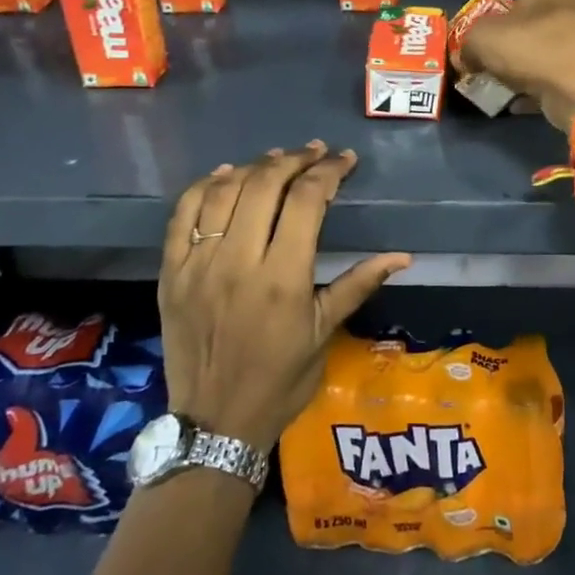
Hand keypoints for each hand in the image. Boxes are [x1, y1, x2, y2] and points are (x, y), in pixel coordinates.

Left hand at [159, 142, 409, 448]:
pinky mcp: (171, 273)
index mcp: (282, 278)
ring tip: (278, 159)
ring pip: (223, 192)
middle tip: (315, 152)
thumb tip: (403, 256)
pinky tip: (227, 175)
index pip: (306, 201)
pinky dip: (206, 187)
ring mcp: (198, 265)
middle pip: (264, 185)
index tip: (345, 160)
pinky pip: (183, 215)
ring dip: (254, 167)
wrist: (215, 422)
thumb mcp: (325, 333)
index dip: (328, 172)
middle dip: (294, 160)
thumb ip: (358, 284)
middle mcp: (238, 262)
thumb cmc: (280, 380)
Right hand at [458, 0, 574, 130]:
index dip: (498, 19)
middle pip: (536, 24)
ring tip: (511, 88)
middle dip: (516, 45)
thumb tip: (467, 58)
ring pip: (551, 50)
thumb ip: (468, 44)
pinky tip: (528, 103)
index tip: (487, 44)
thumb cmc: (533, 48)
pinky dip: (547, 86)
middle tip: (496, 68)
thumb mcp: (481, 39)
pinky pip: (565, 74)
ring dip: (531, 68)